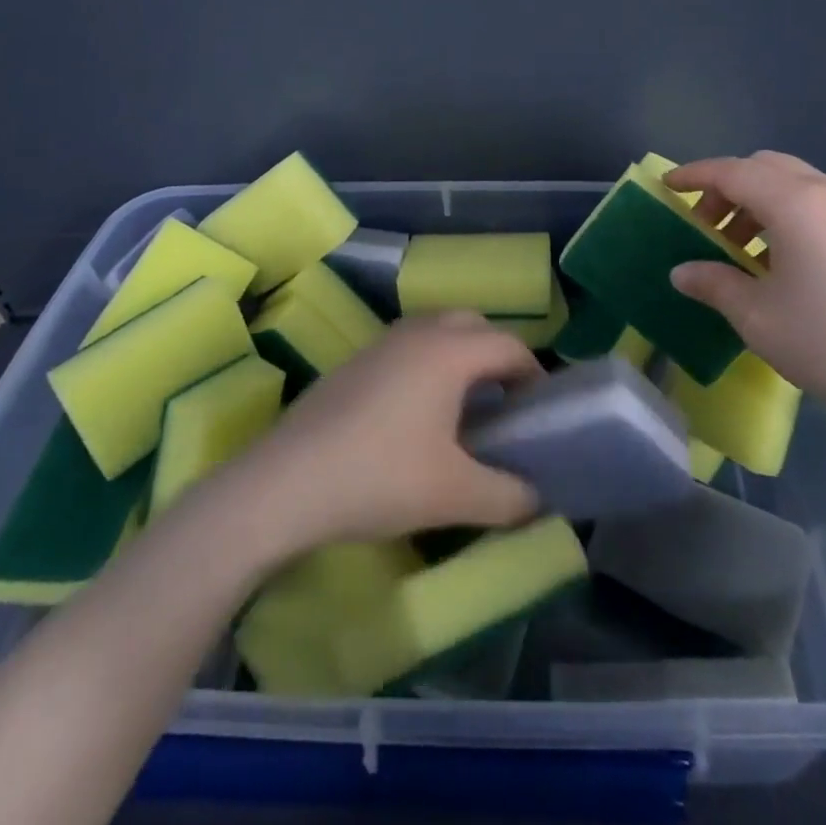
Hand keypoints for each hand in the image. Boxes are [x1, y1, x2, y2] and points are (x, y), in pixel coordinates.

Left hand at [233, 313, 543, 550]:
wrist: (286, 483)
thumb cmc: (380, 478)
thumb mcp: (455, 495)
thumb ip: (509, 497)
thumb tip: (537, 499)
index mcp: (450, 351)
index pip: (510, 345)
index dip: (534, 375)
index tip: (539, 413)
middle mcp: (418, 333)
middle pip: (474, 325)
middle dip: (497, 356)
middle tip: (504, 403)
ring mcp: (381, 342)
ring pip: (437, 330)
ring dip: (460, 356)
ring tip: (464, 408)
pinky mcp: (354, 361)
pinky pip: (407, 346)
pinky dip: (428, 363)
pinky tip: (416, 414)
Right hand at [665, 151, 825, 433]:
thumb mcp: (756, 316)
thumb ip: (713, 283)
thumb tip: (682, 272)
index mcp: (797, 204)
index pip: (734, 172)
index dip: (696, 176)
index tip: (669, 187)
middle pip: (767, 168)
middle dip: (729, 188)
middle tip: (707, 226)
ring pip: (798, 183)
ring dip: (761, 202)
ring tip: (744, 249)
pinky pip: (824, 204)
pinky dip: (793, 214)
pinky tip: (786, 261)